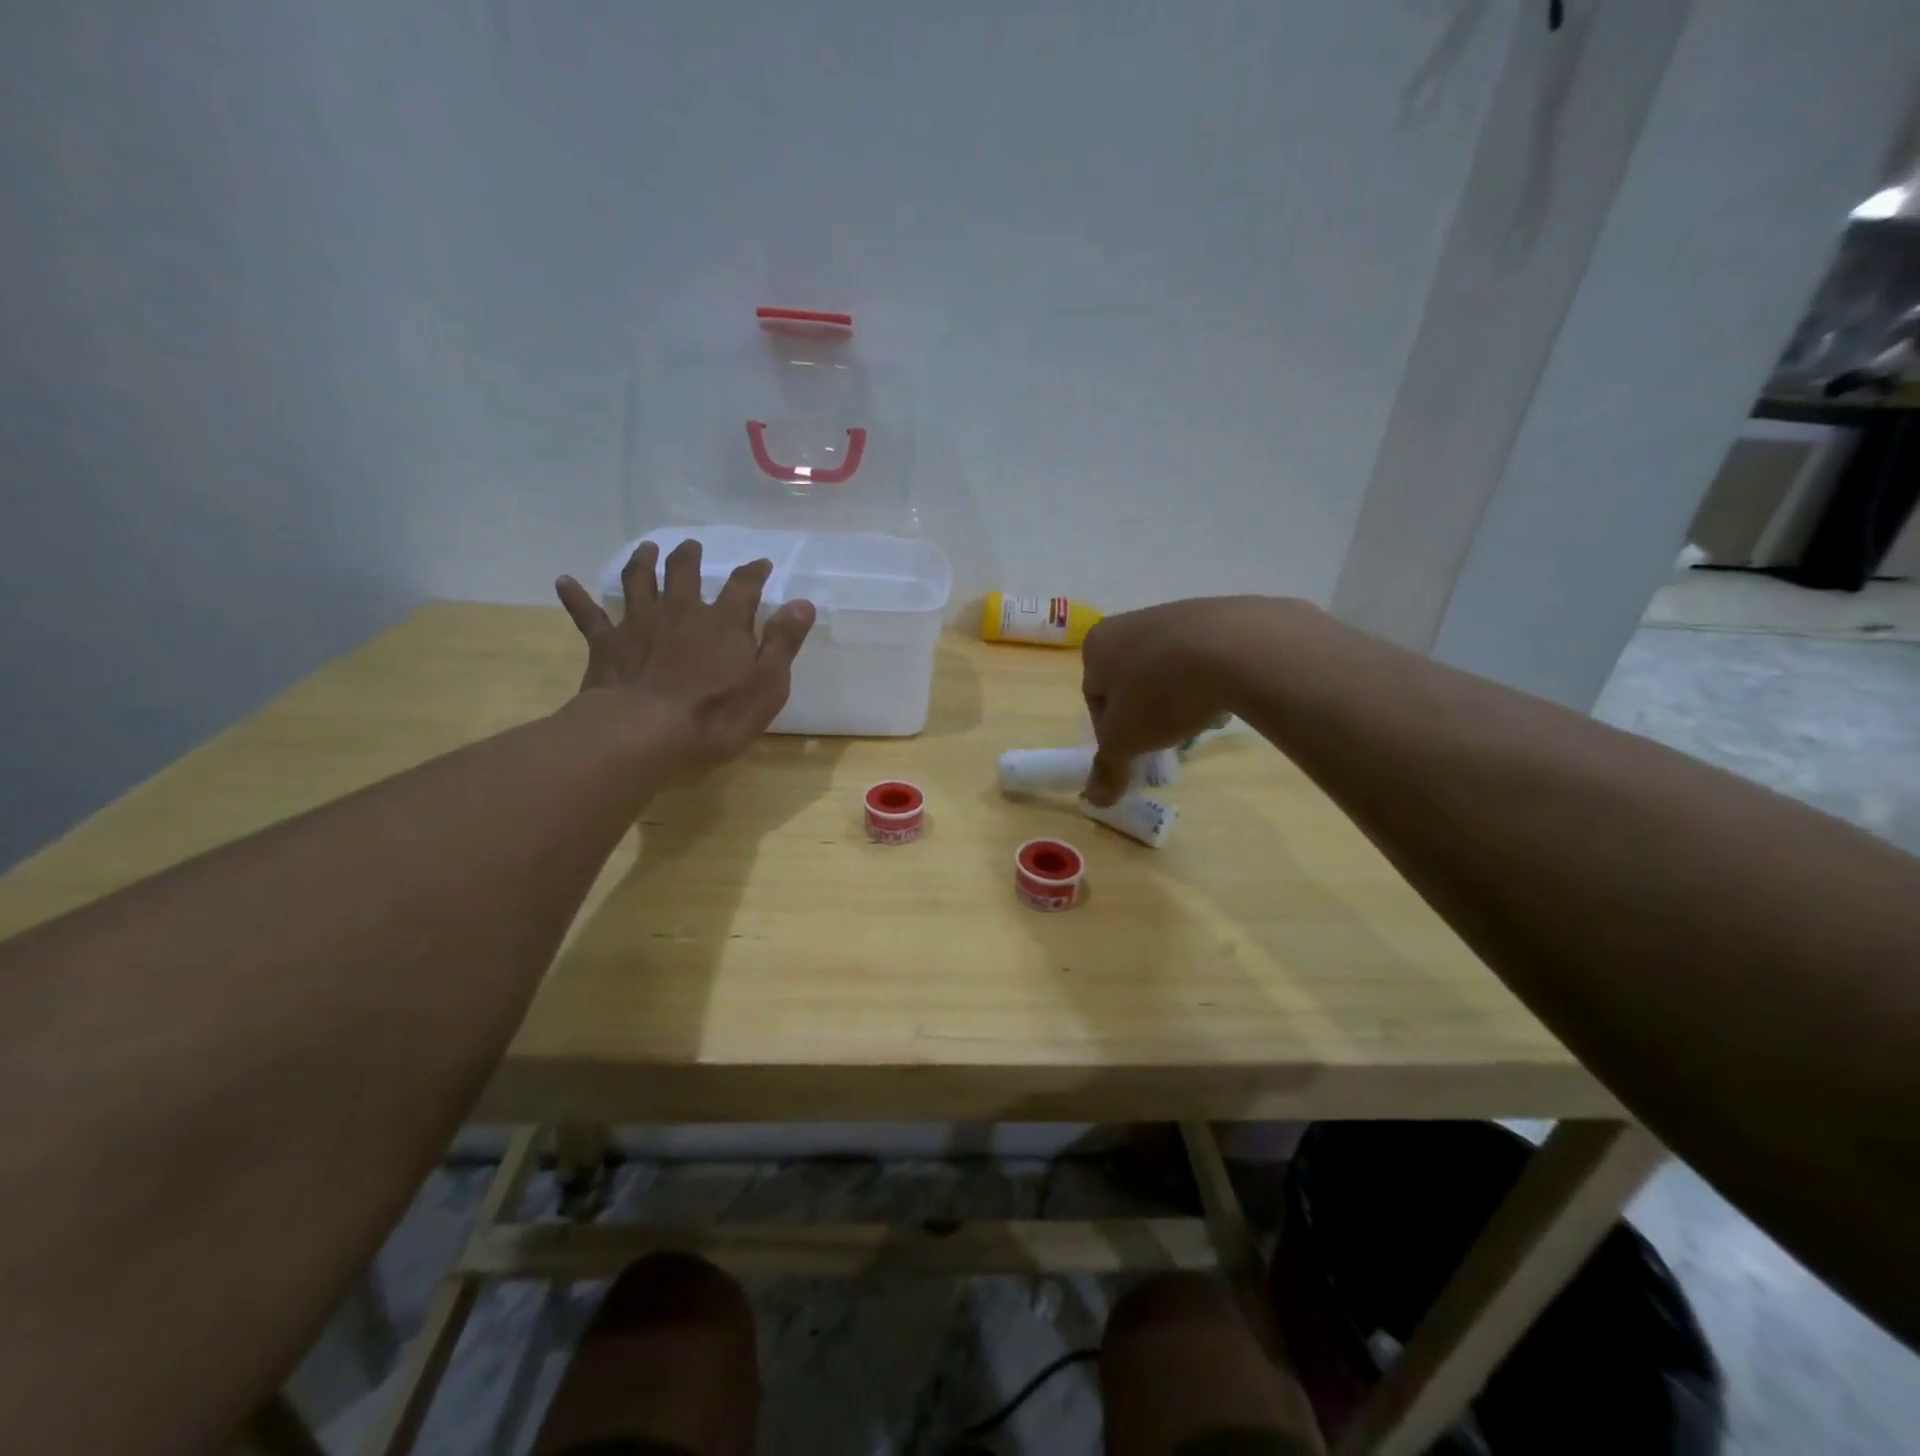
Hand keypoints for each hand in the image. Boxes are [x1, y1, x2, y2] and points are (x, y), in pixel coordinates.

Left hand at [555, 539, 815, 773]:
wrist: (644, 733)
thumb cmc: (716, 715)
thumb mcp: (767, 684)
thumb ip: (783, 642)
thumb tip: (802, 603)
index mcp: (723, 622)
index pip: (744, 587)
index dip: (754, 573)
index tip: (761, 564)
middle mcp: (681, 612)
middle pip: (684, 573)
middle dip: (690, 557)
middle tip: (691, 547)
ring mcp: (640, 624)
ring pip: (639, 582)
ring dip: (643, 562)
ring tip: (646, 548)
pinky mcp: (607, 644)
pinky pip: (588, 615)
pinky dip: (576, 597)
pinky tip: (564, 581)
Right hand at [1080, 597, 1281, 804]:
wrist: (1236, 647)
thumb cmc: (1160, 693)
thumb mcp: (1126, 741)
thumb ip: (1107, 768)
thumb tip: (1094, 800)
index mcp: (1097, 645)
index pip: (1094, 696)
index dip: (1112, 730)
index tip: (1135, 749)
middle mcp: (1130, 622)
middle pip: (1132, 681)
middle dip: (1148, 712)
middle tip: (1167, 738)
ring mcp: (1175, 614)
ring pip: (1168, 670)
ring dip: (1179, 698)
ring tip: (1200, 720)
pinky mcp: (1217, 615)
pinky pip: (1204, 657)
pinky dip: (1209, 680)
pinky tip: (1225, 698)